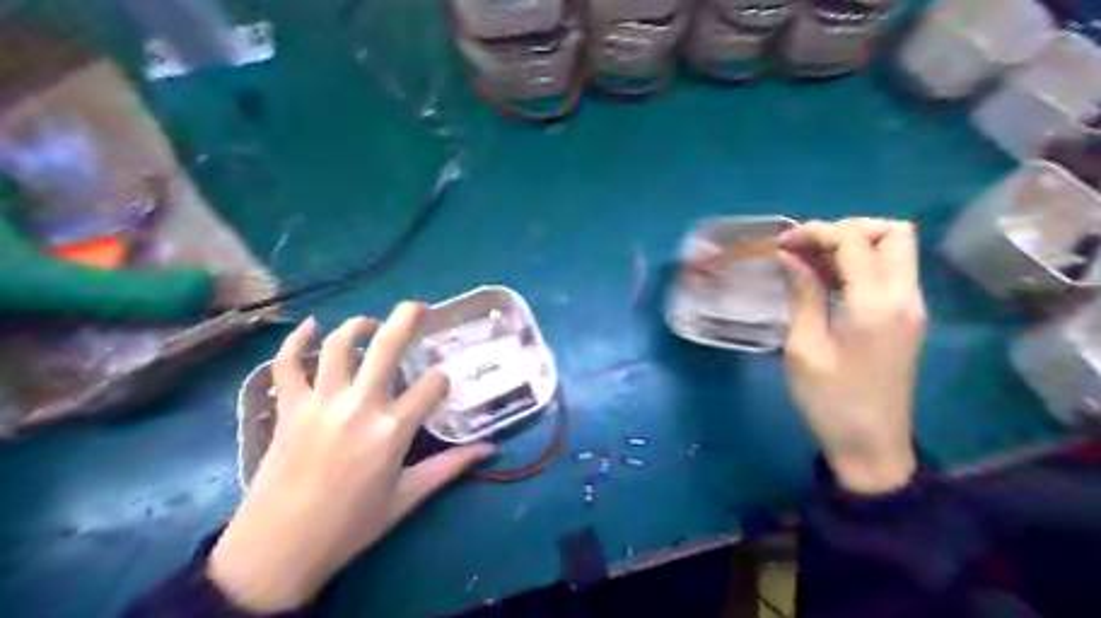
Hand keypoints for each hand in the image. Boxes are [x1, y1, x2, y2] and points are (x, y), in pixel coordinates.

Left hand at [210, 302, 493, 609]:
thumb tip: (490, 451)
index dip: (442, 381)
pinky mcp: (289, 408)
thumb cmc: (350, 526)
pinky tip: (310, 327)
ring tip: (371, 324)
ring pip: (339, 346)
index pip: (431, 386)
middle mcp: (360, 406)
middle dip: (407, 318)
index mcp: (393, 430)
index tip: (440, 389)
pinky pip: (287, 364)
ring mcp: (320, 403)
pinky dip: (297, 341)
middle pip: (387, 346)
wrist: (278, 551)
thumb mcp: (407, 498)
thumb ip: (450, 468)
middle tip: (419, 307)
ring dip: (358, 325)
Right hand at [774, 219, 925, 493]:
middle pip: (892, 232)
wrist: (871, 448)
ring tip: (809, 262)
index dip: (815, 232)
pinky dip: (860, 265)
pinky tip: (826, 281)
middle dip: (846, 229)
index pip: (853, 240)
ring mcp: (911, 308)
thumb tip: (790, 255)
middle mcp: (904, 297)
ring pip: (894, 250)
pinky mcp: (906, 319)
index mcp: (876, 304)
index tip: (781, 244)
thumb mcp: (804, 347)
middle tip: (806, 248)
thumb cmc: (830, 401)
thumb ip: (802, 294)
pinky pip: (889, 273)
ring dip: (852, 245)